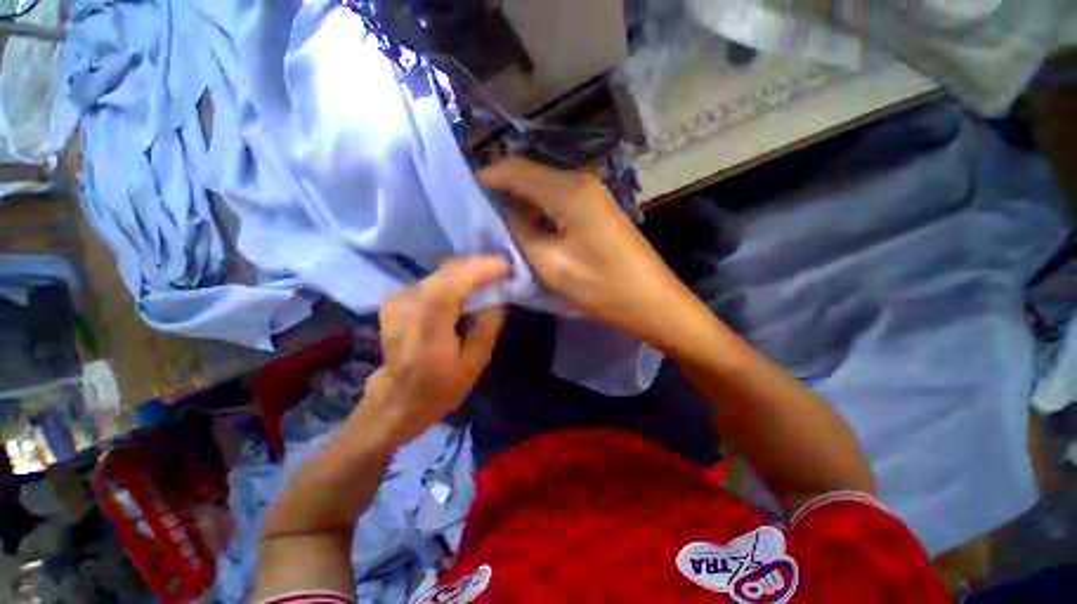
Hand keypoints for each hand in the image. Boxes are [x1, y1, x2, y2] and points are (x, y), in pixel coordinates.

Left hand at [362, 256, 508, 443]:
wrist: (398, 398)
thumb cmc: (441, 387)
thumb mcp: (475, 363)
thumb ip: (488, 326)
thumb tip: (498, 295)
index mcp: (427, 332)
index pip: (449, 287)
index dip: (479, 270)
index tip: (506, 266)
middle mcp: (406, 309)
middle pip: (445, 273)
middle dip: (478, 265)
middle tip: (504, 268)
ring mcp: (396, 301)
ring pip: (439, 272)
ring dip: (467, 269)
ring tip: (490, 273)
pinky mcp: (395, 298)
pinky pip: (432, 278)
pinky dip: (453, 276)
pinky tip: (467, 283)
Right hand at [480, 158, 701, 350]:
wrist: (653, 301)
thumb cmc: (602, 286)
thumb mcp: (551, 264)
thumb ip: (520, 234)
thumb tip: (502, 217)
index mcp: (567, 191)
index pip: (514, 169)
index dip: (487, 179)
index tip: (464, 198)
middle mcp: (580, 182)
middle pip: (530, 175)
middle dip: (502, 193)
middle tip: (479, 216)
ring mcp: (593, 194)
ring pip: (544, 189)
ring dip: (521, 204)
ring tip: (500, 226)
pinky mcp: (598, 209)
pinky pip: (559, 201)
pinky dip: (540, 212)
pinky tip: (530, 230)